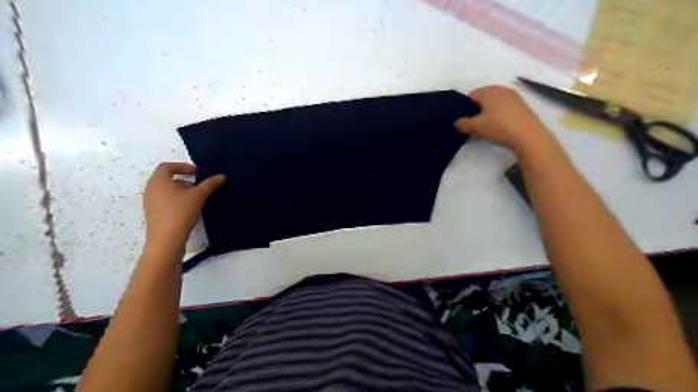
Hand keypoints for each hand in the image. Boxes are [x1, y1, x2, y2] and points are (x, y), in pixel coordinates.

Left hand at [143, 162, 224, 251]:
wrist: (166, 240)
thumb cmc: (180, 212)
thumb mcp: (198, 196)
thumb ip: (210, 184)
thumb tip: (222, 175)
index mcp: (158, 180)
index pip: (168, 166)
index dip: (183, 166)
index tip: (198, 173)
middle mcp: (151, 188)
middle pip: (167, 177)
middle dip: (184, 179)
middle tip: (199, 184)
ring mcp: (150, 202)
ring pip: (166, 190)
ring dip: (181, 190)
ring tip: (196, 197)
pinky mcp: (153, 213)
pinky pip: (165, 200)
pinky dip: (177, 199)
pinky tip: (189, 208)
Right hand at [456, 85, 553, 153]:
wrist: (528, 136)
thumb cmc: (498, 127)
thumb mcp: (475, 128)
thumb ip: (462, 123)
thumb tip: (457, 121)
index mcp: (488, 91)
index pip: (471, 95)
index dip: (465, 107)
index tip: (466, 120)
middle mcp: (501, 89)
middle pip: (484, 97)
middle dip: (478, 109)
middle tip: (475, 124)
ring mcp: (514, 96)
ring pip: (495, 102)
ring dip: (489, 112)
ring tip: (488, 127)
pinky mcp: (522, 105)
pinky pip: (505, 107)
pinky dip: (500, 114)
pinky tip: (501, 127)